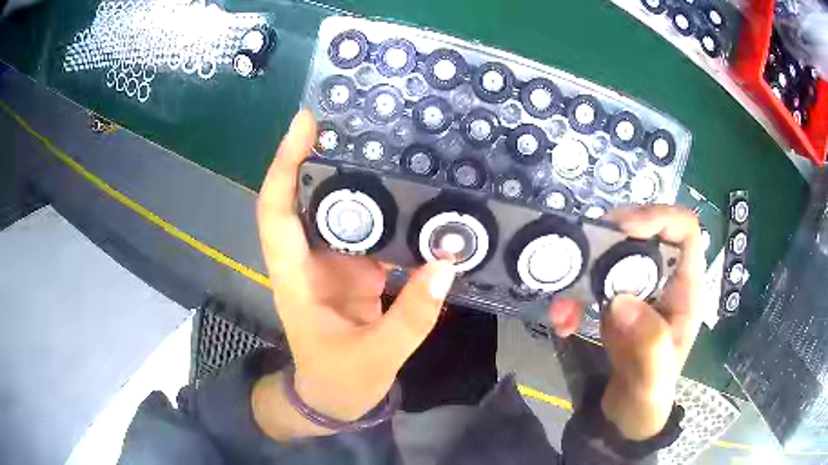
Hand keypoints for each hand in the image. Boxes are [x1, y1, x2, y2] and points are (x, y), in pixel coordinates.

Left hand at [253, 111, 455, 439]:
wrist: (334, 401)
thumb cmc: (339, 382)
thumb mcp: (376, 356)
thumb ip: (413, 315)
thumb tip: (448, 263)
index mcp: (296, 278)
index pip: (277, 212)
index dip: (284, 165)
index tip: (304, 125)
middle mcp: (309, 261)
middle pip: (307, 198)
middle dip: (323, 155)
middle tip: (359, 119)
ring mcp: (334, 265)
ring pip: (342, 212)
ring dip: (361, 179)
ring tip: (393, 146)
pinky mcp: (356, 272)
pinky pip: (372, 233)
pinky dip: (390, 214)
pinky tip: (415, 197)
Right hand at [548, 206, 703, 439]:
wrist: (627, 414)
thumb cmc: (650, 395)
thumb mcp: (654, 376)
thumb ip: (648, 342)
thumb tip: (620, 299)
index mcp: (685, 289)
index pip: (685, 230)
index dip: (659, 217)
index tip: (624, 229)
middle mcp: (663, 281)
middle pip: (644, 233)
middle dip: (612, 238)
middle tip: (583, 249)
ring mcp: (637, 291)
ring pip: (613, 257)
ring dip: (584, 271)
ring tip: (563, 304)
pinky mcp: (613, 304)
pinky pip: (591, 286)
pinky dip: (572, 298)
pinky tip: (562, 322)